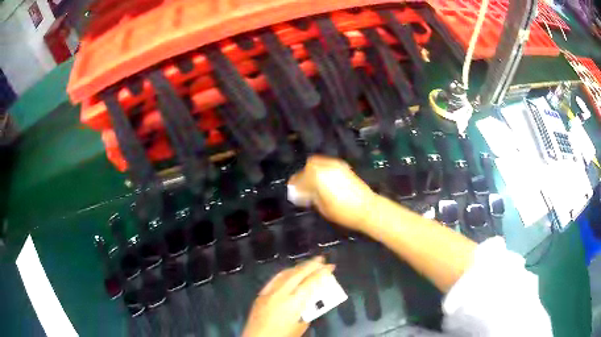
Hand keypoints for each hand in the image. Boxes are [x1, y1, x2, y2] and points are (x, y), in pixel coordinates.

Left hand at [242, 256, 334, 336]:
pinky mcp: (261, 295)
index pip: (311, 282)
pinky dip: (285, 273)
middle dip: (311, 265)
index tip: (331, 267)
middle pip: (298, 274)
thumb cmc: (283, 336)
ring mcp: (269, 292)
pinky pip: (275, 279)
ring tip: (309, 264)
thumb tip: (313, 298)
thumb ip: (308, 310)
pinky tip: (290, 273)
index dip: (322, 273)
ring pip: (285, 274)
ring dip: (298, 267)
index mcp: (293, 302)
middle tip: (322, 259)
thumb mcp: (301, 325)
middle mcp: (281, 293)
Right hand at [288, 156, 376, 231]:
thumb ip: (310, 196)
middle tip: (302, 185)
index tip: (293, 191)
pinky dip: (322, 169)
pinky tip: (323, 180)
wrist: (368, 208)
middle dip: (303, 174)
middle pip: (309, 165)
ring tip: (312, 183)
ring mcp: (336, 164)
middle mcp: (326, 166)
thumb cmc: (343, 212)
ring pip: (318, 162)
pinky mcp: (344, 166)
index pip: (300, 178)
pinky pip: (327, 164)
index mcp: (317, 176)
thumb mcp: (322, 207)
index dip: (295, 185)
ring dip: (312, 171)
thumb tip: (303, 192)